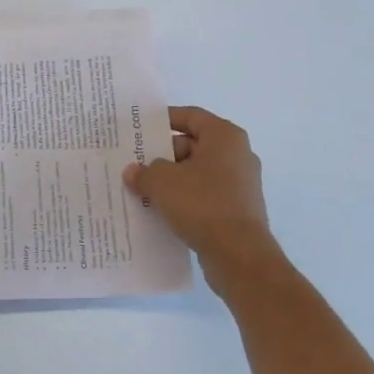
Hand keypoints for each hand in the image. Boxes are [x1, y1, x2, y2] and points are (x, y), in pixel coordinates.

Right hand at [123, 106, 286, 297]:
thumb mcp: (162, 182)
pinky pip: (204, 196)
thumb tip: (133, 172)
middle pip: (192, 145)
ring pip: (197, 173)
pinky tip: (161, 211)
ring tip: (142, 190)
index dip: (164, 119)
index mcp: (225, 136)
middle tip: (135, 164)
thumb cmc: (202, 204)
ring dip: (171, 180)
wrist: (239, 256)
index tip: (140, 129)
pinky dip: (184, 200)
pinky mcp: (238, 211)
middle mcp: (237, 155)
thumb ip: (144, 172)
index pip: (190, 116)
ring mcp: (240, 185)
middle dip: (162, 155)